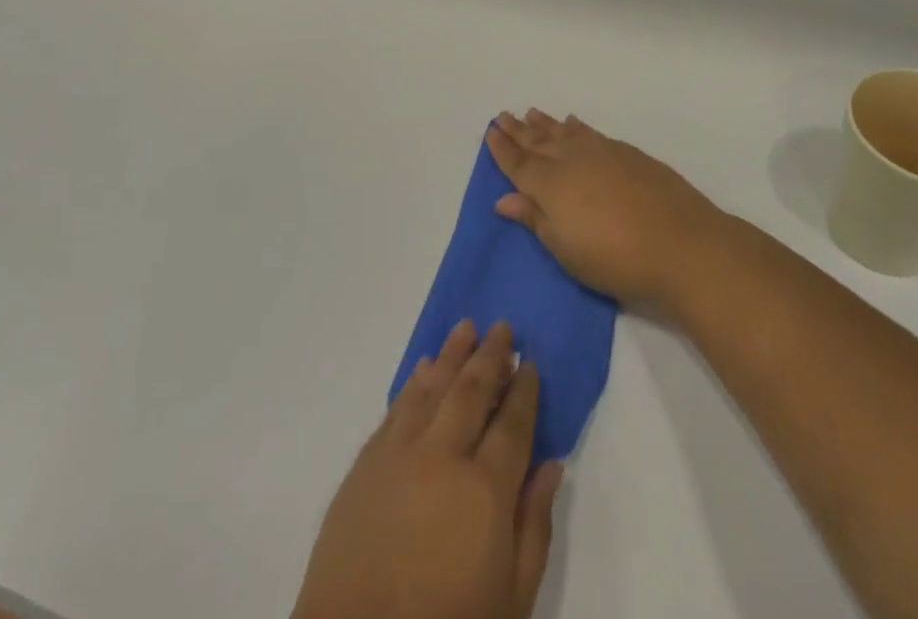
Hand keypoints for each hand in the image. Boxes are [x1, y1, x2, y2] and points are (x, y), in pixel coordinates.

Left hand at [293, 319, 562, 618]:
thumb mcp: (512, 598)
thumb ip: (534, 527)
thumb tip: (551, 465)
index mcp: (485, 489)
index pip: (512, 423)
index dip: (524, 390)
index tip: (531, 362)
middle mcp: (443, 456)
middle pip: (471, 391)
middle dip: (490, 356)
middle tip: (503, 327)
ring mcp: (399, 455)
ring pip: (431, 388)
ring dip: (451, 354)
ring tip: (466, 327)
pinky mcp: (365, 465)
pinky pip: (395, 409)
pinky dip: (413, 384)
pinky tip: (423, 367)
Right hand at [487, 110, 729, 308]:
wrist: (680, 243)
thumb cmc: (614, 258)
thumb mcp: (565, 248)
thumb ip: (534, 219)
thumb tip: (503, 199)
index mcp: (550, 184)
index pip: (518, 163)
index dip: (502, 149)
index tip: (490, 131)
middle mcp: (572, 159)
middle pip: (538, 142)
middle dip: (519, 130)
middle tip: (503, 115)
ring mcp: (602, 152)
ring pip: (565, 132)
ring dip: (546, 123)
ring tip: (531, 113)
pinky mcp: (628, 153)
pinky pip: (591, 132)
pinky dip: (577, 127)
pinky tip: (574, 123)